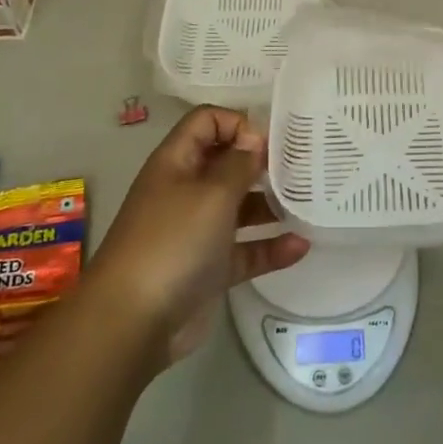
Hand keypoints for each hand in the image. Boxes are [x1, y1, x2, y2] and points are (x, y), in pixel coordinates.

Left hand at [87, 106, 309, 367]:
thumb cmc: (173, 241)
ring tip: (308, 204)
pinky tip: (301, 246)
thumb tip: (254, 139)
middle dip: (262, 162)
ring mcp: (197, 230)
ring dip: (270, 205)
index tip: (271, 142)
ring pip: (239, 207)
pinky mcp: (209, 269)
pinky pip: (245, 250)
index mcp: (177, 162)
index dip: (237, 123)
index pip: (207, 121)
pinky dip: (270, 248)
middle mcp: (186, 190)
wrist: (133, 322)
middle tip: (303, 167)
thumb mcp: (211, 193)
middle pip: (226, 163)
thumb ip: (239, 163)